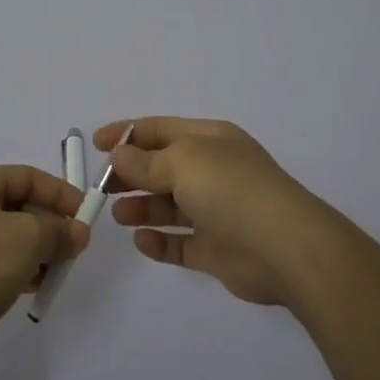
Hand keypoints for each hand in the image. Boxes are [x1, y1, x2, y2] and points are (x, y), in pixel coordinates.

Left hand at [0, 165, 90, 370]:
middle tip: (75, 249)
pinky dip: (19, 269)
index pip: (28, 176)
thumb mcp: (26, 239)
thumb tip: (78, 232)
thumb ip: (58, 231)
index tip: (86, 216)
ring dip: (38, 251)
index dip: (61, 194)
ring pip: (11, 236)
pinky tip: (35, 287)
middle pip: (20, 206)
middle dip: (51, 227)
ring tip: (58, 272)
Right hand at [98, 118, 334, 308]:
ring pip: (169, 206)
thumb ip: (145, 161)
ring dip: (141, 208)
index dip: (126, 133)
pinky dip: (159, 242)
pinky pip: (180, 244)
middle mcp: (212, 171)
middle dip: (130, 175)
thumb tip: (119, 153)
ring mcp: (216, 211)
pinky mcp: (217, 249)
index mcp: (209, 140)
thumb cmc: (231, 190)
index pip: (160, 129)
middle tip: (102, 188)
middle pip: (161, 168)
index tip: (95, 145)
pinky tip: (142, 241)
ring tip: (119, 216)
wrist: (284, 248)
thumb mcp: (182, 162)